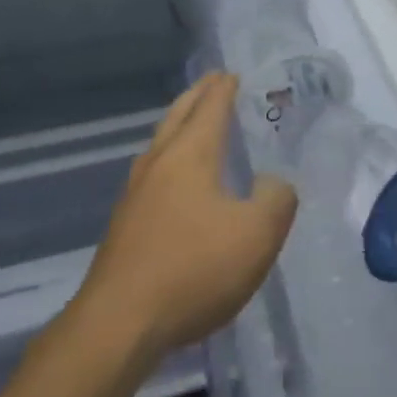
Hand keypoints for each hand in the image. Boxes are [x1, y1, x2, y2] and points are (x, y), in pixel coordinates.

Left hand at [75, 74, 296, 362]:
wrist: (119, 322)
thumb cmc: (193, 269)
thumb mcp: (256, 236)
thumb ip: (276, 200)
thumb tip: (274, 182)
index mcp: (190, 154)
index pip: (210, 107)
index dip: (224, 88)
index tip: (232, 73)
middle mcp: (159, 163)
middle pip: (178, 116)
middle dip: (197, 97)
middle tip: (213, 83)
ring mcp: (135, 193)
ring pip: (160, 143)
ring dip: (179, 125)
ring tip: (194, 124)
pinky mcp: (125, 224)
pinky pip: (153, 172)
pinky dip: (170, 158)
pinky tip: (176, 182)